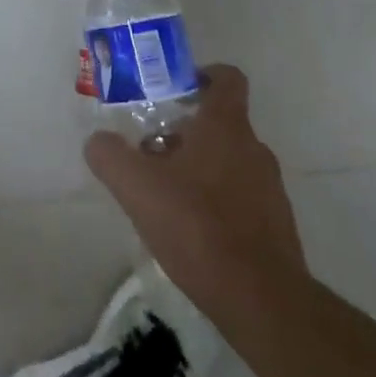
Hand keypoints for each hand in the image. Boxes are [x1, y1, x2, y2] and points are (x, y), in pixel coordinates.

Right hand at [84, 64, 303, 311]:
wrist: (261, 301)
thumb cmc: (197, 226)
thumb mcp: (135, 186)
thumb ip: (109, 155)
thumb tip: (98, 142)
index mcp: (226, 126)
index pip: (227, 78)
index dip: (202, 75)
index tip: (175, 90)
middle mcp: (254, 149)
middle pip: (220, 124)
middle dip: (186, 132)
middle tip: (151, 153)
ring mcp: (271, 190)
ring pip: (230, 163)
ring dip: (200, 170)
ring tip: (166, 198)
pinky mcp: (276, 228)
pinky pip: (242, 200)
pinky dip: (217, 205)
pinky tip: (192, 233)